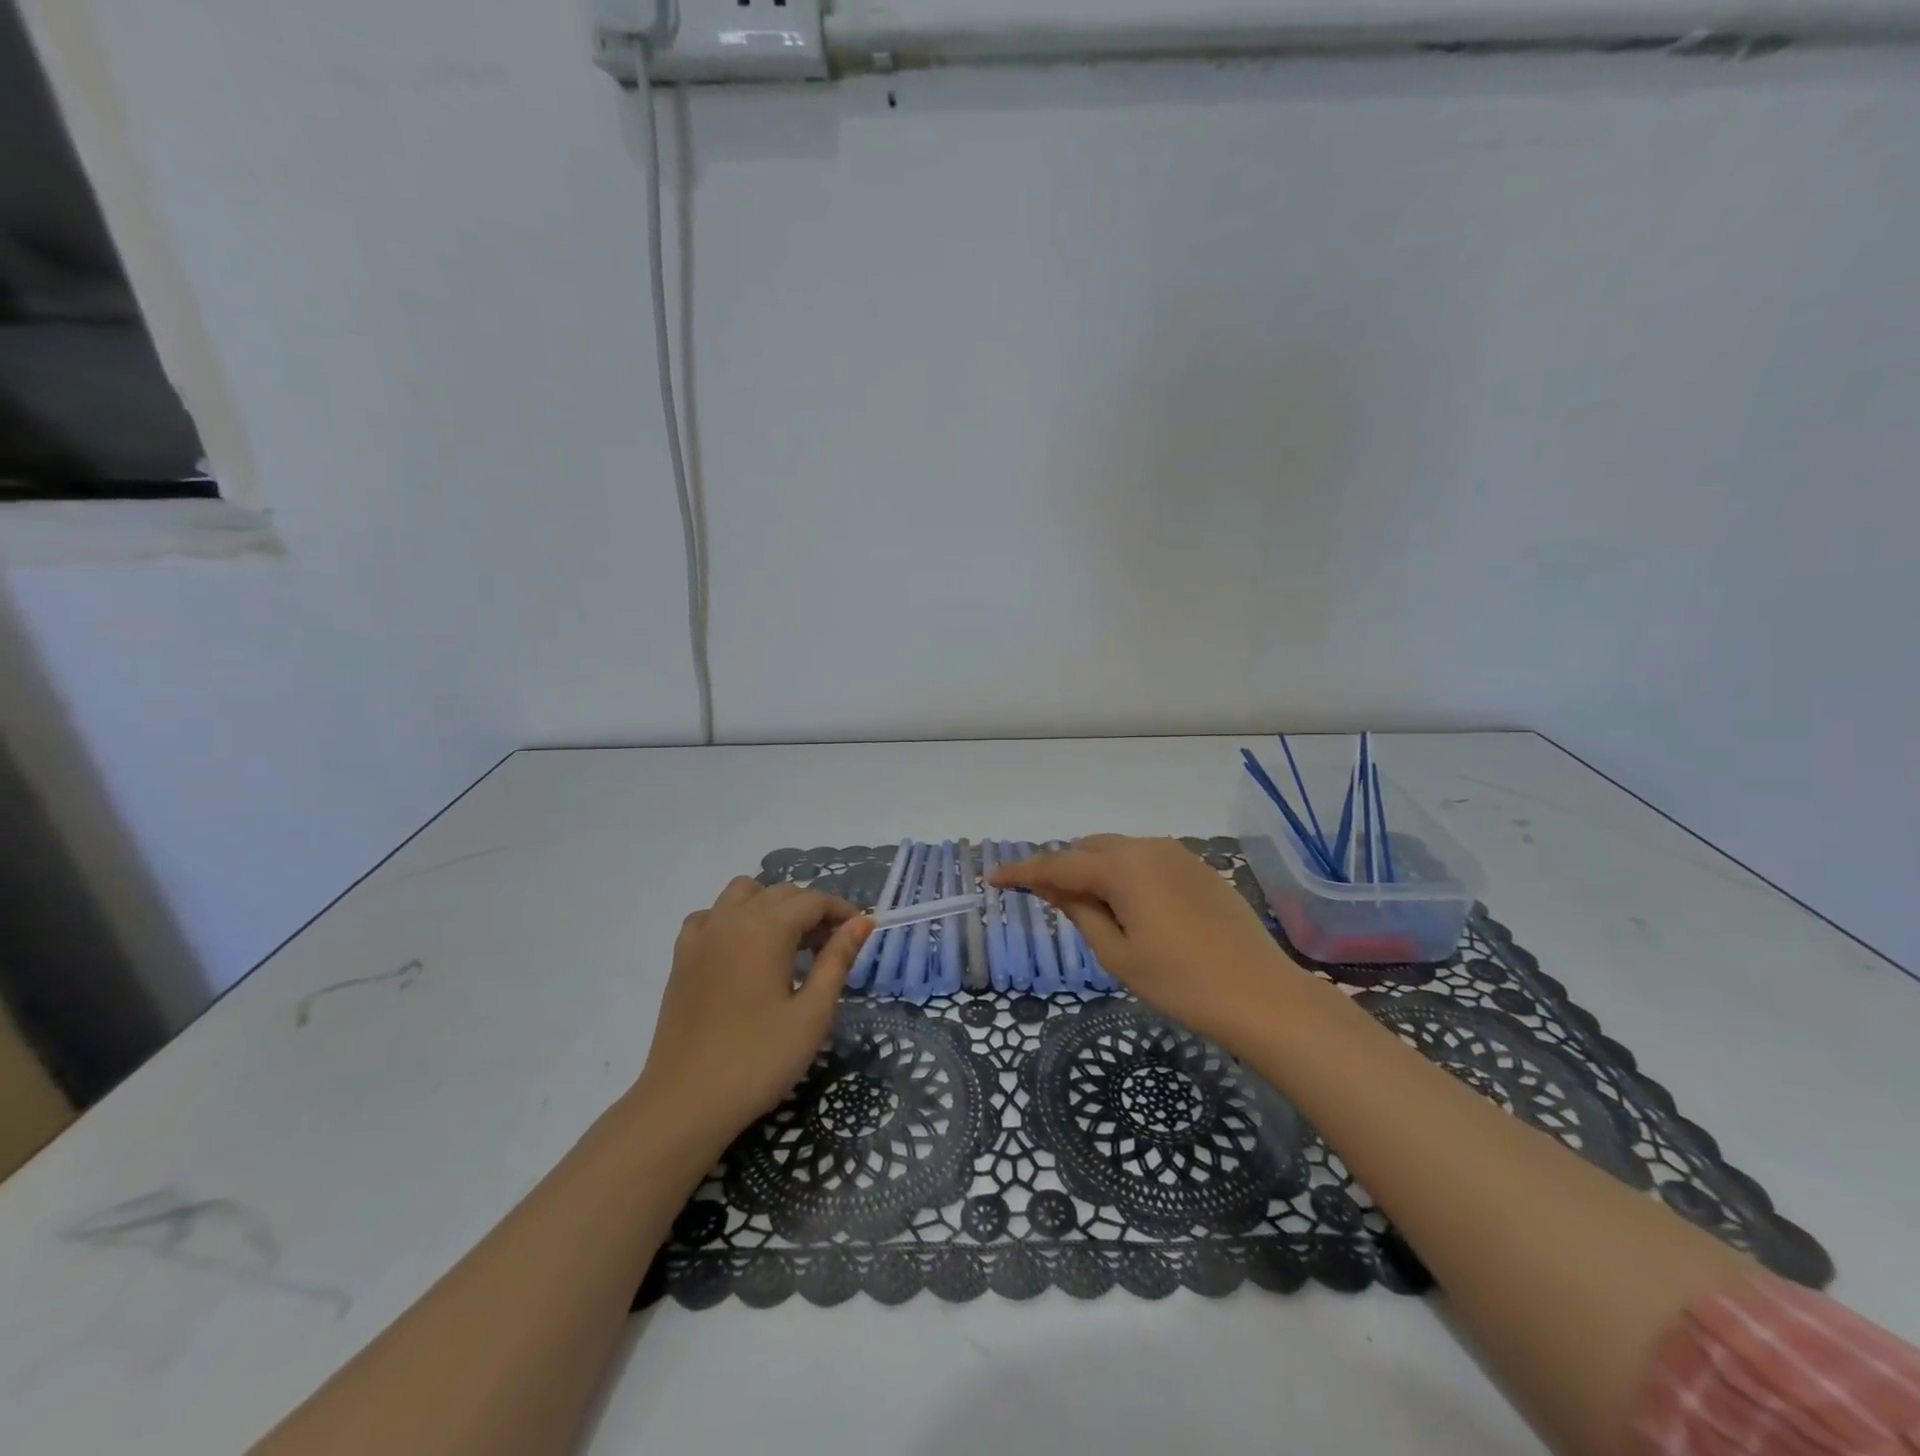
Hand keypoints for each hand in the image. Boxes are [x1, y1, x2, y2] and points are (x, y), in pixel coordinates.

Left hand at [633, 877, 871, 1158]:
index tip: (860, 933)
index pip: (813, 900)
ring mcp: (701, 935)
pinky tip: (743, 949)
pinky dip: (733, 917)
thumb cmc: (758, 1060)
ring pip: (743, 893)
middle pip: (781, 892)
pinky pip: (711, 914)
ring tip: (788, 942)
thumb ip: (837, 960)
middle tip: (831, 946)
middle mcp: (731, 919)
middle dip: (812, 909)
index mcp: (766, 930)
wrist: (685, 1103)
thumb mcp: (812, 1014)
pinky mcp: (681, 957)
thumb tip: (862, 921)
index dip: (841, 911)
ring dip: (772, 904)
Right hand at [989, 835, 1302, 1050]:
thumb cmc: (1180, 981)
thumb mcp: (1117, 953)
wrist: (1260, 995)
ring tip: (1082, 903)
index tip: (991, 877)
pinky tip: (1126, 903)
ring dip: (1092, 868)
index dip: (1021, 872)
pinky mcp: (1197, 867)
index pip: (1057, 864)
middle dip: (1060, 867)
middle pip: (1087, 849)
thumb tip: (1051, 886)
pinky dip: (1123, 872)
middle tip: (1038, 896)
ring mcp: (1177, 854)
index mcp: (1121, 866)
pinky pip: (1145, 859)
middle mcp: (1147, 847)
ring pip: (1117, 850)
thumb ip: (1079, 911)